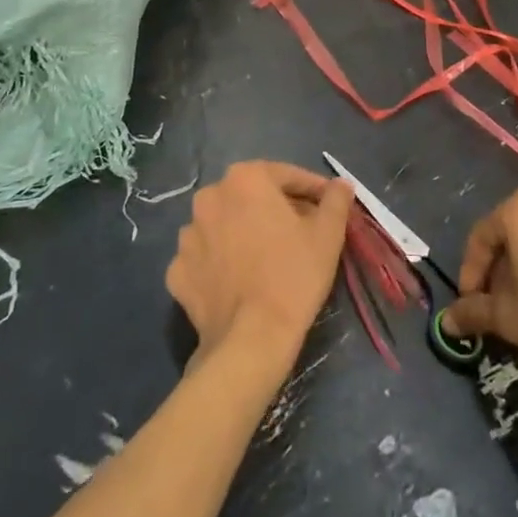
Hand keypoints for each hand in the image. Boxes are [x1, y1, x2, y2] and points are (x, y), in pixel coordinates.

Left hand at [166, 162, 352, 364]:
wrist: (251, 340)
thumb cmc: (294, 276)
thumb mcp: (328, 234)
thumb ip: (336, 200)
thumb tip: (341, 185)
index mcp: (245, 179)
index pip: (286, 175)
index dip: (311, 189)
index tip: (328, 205)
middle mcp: (210, 197)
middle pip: (252, 196)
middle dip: (277, 209)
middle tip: (302, 231)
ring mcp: (188, 235)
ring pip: (226, 225)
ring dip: (245, 233)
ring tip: (269, 258)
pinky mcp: (177, 270)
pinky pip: (206, 257)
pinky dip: (222, 262)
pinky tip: (240, 280)